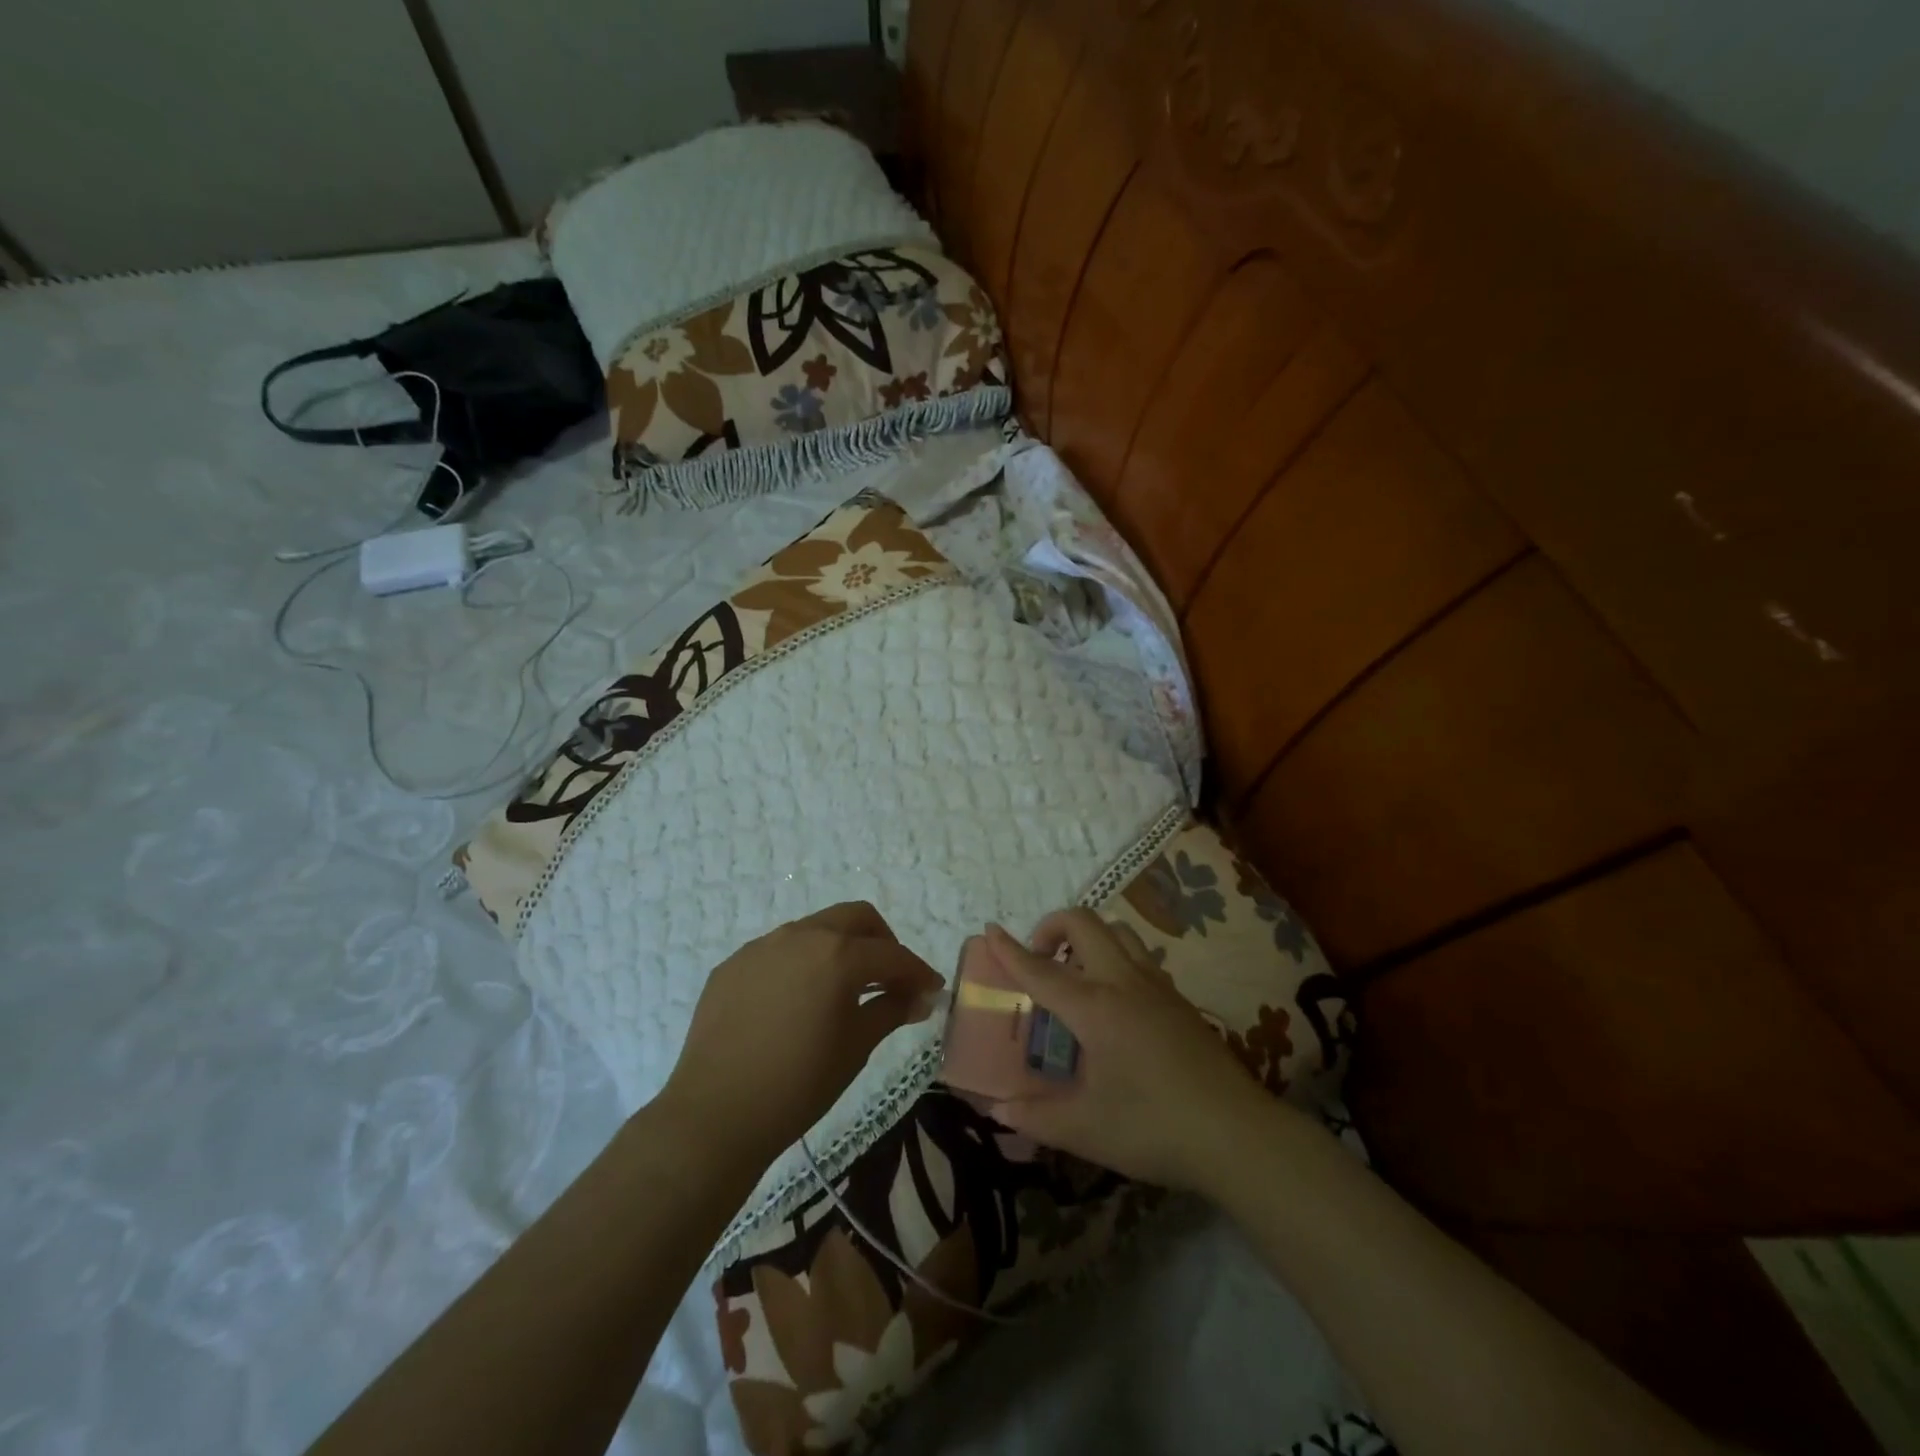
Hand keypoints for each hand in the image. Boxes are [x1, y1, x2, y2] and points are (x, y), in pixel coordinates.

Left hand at [656, 903, 943, 1171]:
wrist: (715, 1115)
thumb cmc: (798, 1083)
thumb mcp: (856, 1047)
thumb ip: (891, 1010)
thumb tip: (920, 997)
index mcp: (836, 954)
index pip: (891, 954)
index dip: (917, 971)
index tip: (932, 990)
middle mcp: (800, 936)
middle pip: (855, 918)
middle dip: (882, 942)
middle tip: (891, 978)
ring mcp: (761, 947)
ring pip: (814, 930)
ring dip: (839, 949)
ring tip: (843, 990)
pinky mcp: (732, 965)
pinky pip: (778, 952)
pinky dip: (801, 964)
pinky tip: (797, 1002)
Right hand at [983, 912, 1275, 1190]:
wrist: (1237, 1134)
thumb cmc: (1154, 1127)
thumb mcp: (1086, 1129)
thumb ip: (1035, 1116)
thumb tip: (998, 1109)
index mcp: (1095, 1008)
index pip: (1042, 971)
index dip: (1011, 951)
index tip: (990, 929)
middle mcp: (1124, 982)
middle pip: (1084, 924)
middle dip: (1053, 927)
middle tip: (1039, 960)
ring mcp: (1157, 986)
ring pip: (1117, 932)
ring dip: (1088, 938)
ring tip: (1075, 976)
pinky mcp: (1179, 999)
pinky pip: (1139, 956)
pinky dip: (1114, 958)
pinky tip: (1114, 1003)